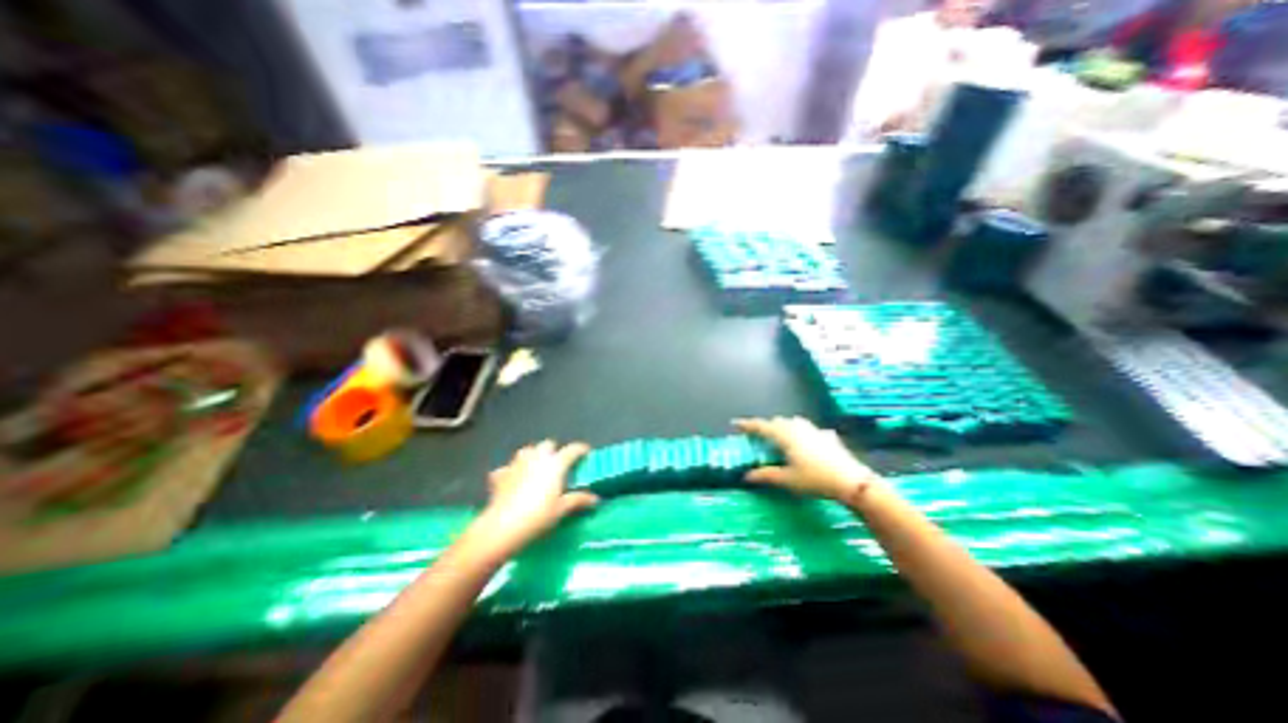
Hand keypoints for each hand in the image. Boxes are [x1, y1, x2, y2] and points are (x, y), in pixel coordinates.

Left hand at [470, 440, 597, 557]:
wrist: (503, 526)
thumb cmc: (539, 515)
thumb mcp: (562, 509)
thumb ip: (579, 500)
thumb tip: (595, 499)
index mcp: (555, 463)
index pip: (572, 449)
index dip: (581, 449)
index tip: (586, 453)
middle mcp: (537, 458)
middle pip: (548, 444)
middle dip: (554, 450)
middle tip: (559, 463)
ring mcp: (517, 463)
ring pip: (527, 450)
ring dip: (533, 455)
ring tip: (537, 468)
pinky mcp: (501, 474)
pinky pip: (508, 467)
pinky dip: (512, 471)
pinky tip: (513, 481)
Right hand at [734, 414, 885, 504]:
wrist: (852, 481)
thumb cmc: (815, 479)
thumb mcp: (787, 480)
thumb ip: (766, 475)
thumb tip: (746, 476)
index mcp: (785, 436)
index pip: (761, 427)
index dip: (747, 425)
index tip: (735, 423)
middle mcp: (798, 428)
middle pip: (777, 422)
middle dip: (766, 426)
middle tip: (758, 436)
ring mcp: (814, 430)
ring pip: (794, 422)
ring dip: (784, 426)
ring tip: (780, 436)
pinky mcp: (828, 436)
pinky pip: (809, 430)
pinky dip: (802, 433)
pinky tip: (807, 442)